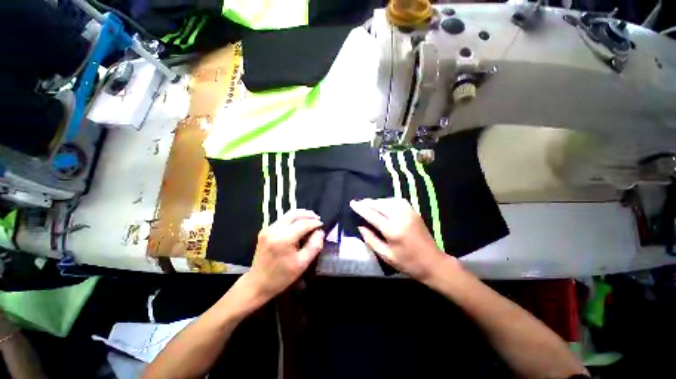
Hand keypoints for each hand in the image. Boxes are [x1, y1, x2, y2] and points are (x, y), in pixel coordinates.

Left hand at [247, 209, 324, 299]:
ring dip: (300, 215)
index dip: (315, 223)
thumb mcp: (303, 264)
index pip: (303, 223)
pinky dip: (293, 220)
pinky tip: (299, 226)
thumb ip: (314, 246)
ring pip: (288, 215)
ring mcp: (268, 229)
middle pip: (294, 213)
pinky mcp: (265, 230)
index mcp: (284, 239)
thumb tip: (320, 232)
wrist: (257, 284)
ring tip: (310, 221)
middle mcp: (274, 229)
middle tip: (317, 219)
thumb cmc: (281, 277)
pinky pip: (282, 220)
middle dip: (308, 214)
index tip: (323, 225)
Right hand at [350, 198, 455, 280]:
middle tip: (359, 203)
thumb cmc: (408, 263)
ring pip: (388, 201)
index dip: (360, 208)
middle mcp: (400, 217)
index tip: (352, 203)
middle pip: (380, 204)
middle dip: (368, 203)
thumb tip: (360, 226)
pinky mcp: (414, 212)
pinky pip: (398, 201)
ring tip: (369, 204)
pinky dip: (388, 200)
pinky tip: (385, 204)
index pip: (372, 215)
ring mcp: (409, 213)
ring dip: (377, 201)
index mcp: (392, 230)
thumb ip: (371, 239)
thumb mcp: (386, 255)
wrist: (433, 263)